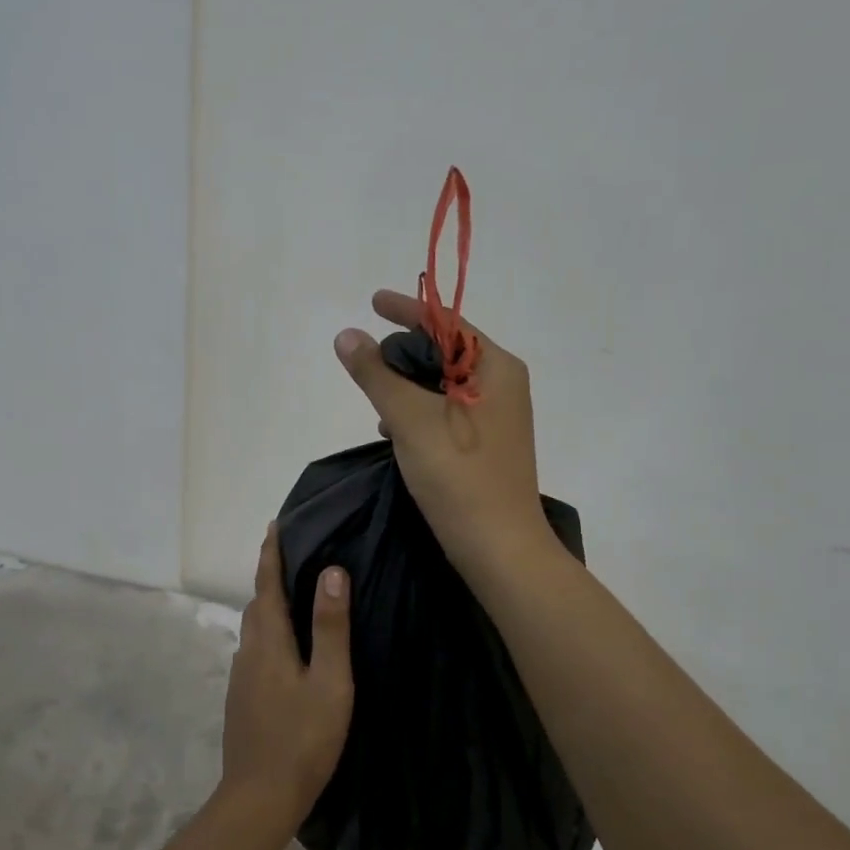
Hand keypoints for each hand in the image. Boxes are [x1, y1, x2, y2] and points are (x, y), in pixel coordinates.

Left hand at [219, 525, 353, 830]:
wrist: (259, 797)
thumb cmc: (303, 739)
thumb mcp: (330, 683)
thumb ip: (330, 628)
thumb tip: (331, 571)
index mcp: (269, 641)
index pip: (267, 584)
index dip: (271, 553)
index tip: (274, 524)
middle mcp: (248, 651)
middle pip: (257, 603)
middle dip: (269, 574)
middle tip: (290, 553)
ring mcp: (240, 677)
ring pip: (254, 628)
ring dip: (268, 603)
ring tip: (291, 594)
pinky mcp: (241, 697)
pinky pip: (254, 649)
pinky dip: (268, 631)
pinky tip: (284, 646)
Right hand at [334, 289, 556, 580]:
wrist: (498, 548)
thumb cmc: (459, 475)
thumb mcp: (409, 418)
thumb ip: (375, 374)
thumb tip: (347, 335)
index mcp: (496, 368)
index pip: (446, 322)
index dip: (407, 309)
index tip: (372, 301)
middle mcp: (502, 385)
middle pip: (444, 352)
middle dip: (402, 354)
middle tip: (366, 363)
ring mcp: (496, 417)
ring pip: (442, 386)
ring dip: (407, 388)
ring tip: (376, 404)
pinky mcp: (485, 445)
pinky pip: (446, 413)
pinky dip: (418, 413)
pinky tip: (392, 432)